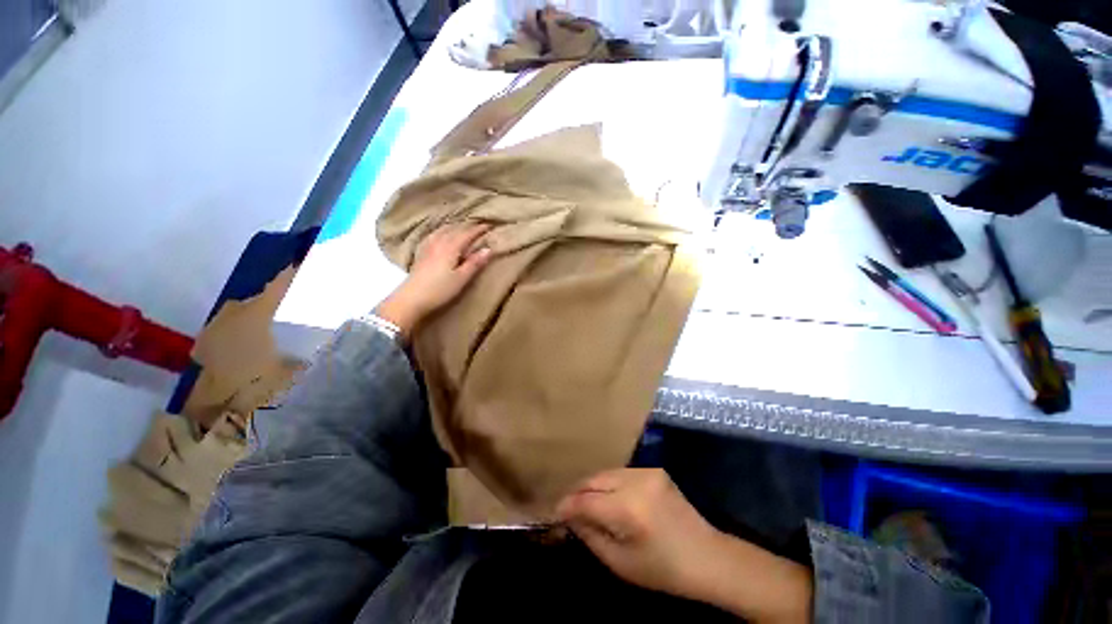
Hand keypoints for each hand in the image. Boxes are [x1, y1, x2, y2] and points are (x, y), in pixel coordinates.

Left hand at [375, 222, 492, 337]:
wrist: (411, 299)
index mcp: (450, 247)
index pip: (467, 233)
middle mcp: (438, 242)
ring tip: (463, 227)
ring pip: (443, 230)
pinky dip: (442, 231)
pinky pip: (434, 234)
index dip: (478, 229)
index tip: (489, 226)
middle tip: (479, 226)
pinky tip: (442, 234)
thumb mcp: (461, 278)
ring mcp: (428, 246)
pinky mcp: (421, 252)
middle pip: (455, 229)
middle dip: (468, 226)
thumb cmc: (440, 290)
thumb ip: (475, 263)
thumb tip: (488, 249)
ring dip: (455, 226)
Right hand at [555, 469, 720, 597]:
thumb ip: (591, 536)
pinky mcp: (654, 469)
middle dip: (577, 492)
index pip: (586, 500)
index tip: (555, 513)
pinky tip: (609, 498)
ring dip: (592, 486)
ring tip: (586, 503)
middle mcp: (636, 482)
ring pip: (606, 473)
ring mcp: (647, 471)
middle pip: (594, 479)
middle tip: (568, 508)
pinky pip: (621, 473)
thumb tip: (571, 518)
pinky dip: (609, 484)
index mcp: (628, 509)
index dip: (567, 505)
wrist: (708, 557)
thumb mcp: (621, 563)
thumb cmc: (664, 570)